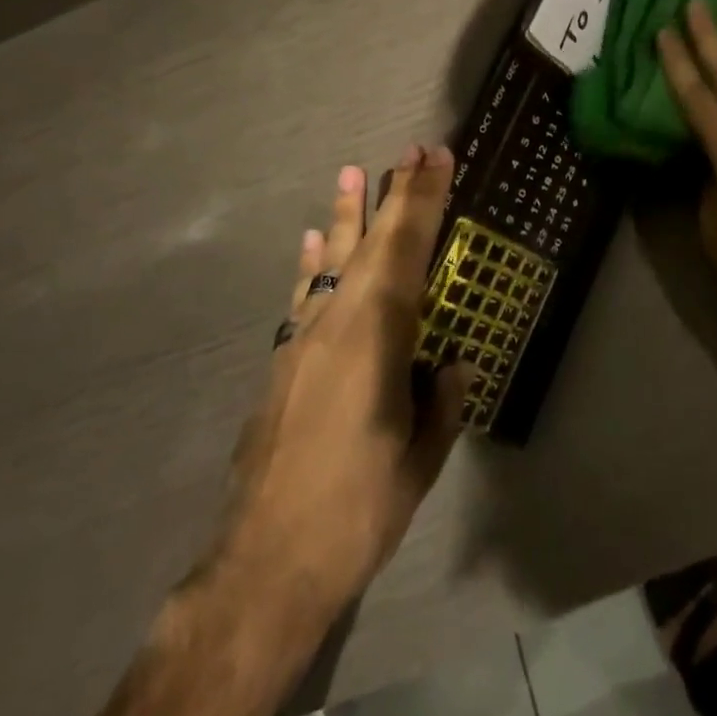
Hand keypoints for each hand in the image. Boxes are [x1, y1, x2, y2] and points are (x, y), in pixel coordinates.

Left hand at [217, 143, 468, 617]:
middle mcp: (338, 322)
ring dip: (347, 216)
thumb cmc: (356, 509)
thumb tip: (453, 365)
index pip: (408, 249)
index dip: (425, 200)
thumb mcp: (418, 460)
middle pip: (372, 243)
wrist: (264, 564)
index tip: (437, 158)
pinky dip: (312, 264)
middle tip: (410, 151)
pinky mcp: (284, 362)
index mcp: (378, 336)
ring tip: (351, 173)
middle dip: (395, 194)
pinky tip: (312, 243)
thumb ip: (440, 403)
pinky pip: (304, 296)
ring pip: (332, 261)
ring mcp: (304, 340)